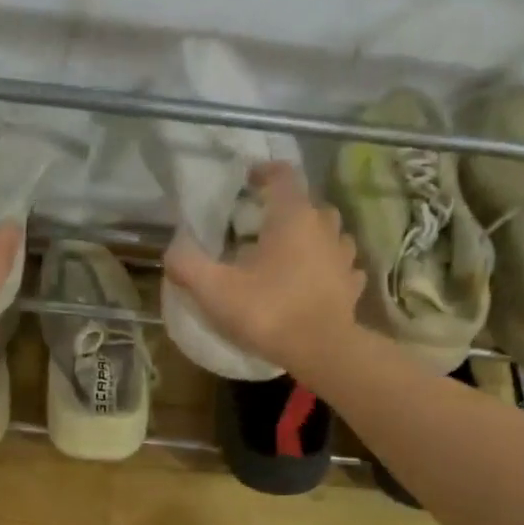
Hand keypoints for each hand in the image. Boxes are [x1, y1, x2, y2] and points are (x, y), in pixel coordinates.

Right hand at [163, 162, 365, 380]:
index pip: (283, 175)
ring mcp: (343, 256)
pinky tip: (313, 282)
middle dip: (285, 210)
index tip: (247, 181)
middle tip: (260, 228)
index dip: (264, 172)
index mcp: (292, 216)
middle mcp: (324, 227)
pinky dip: (327, 268)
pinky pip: (341, 266)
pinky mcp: (351, 285)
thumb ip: (188, 265)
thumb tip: (172, 250)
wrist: (321, 352)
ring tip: (289, 255)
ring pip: (329, 233)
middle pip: (307, 204)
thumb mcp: (215, 290)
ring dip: (311, 237)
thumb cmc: (268, 312)